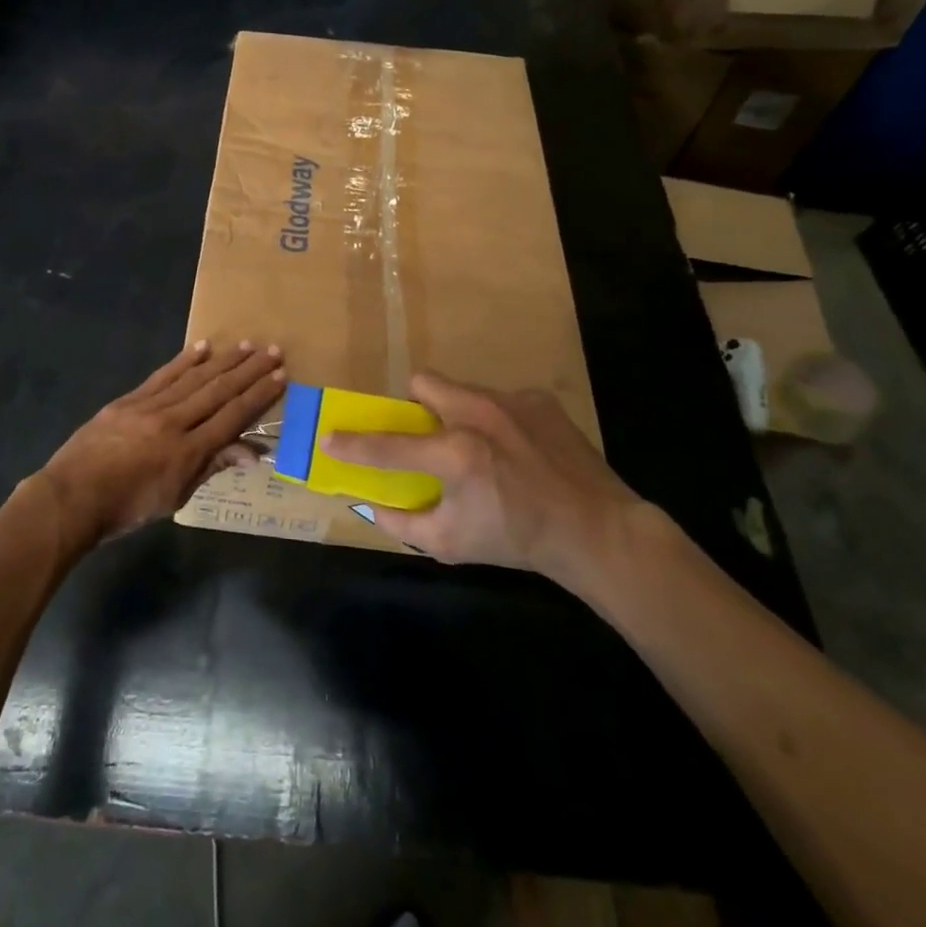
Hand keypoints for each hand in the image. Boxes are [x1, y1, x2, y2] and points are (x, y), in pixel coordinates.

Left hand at [37, 340, 284, 546]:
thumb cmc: (126, 508)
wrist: (71, 498)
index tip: (280, 376)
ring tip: (246, 345)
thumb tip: (253, 453)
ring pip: (193, 378)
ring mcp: (148, 407)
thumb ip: (212, 467)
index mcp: (187, 452)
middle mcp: (172, 422)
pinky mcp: (128, 400)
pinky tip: (202, 346)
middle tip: (273, 351)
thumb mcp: (175, 497)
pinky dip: (183, 361)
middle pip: (217, 391)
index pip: (232, 417)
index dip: (258, 396)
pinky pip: (162, 376)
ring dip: (223, 360)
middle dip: (248, 371)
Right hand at [321, 372, 646, 598]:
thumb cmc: (517, 540)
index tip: (329, 438)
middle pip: (424, 382)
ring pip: (463, 390)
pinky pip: (500, 400)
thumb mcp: (451, 544)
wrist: (596, 529)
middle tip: (427, 435)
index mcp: (456, 453)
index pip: (388, 445)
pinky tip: (517, 451)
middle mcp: (480, 414)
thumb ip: (403, 522)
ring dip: (458, 414)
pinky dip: (497, 421)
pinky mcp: (539, 400)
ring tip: (480, 448)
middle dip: (415, 404)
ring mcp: (512, 402)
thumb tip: (370, 505)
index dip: (353, 444)